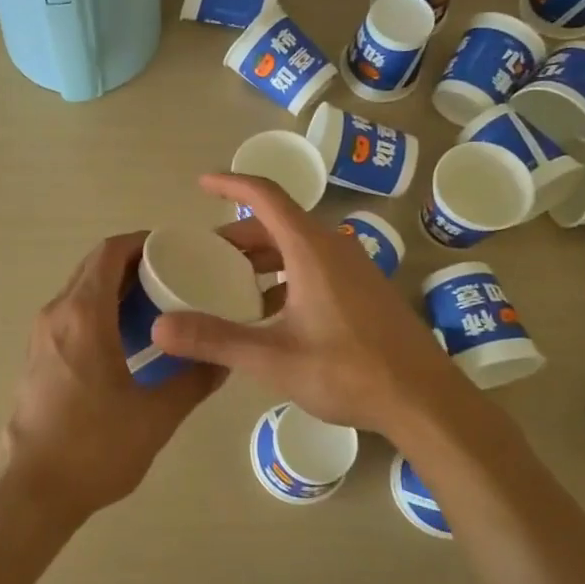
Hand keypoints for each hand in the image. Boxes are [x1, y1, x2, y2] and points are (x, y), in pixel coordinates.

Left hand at [0, 232, 224, 526]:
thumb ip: (194, 380)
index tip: (177, 250)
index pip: (110, 253)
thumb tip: (224, 359)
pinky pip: (73, 314)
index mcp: (83, 316)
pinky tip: (131, 339)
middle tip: (178, 276)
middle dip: (135, 264)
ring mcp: (42, 335)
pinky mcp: (38, 356)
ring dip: (118, 289)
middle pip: (95, 267)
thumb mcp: (156, 416)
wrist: (32, 491)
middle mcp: (57, 314)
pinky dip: (102, 310)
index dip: (143, 242)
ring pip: (82, 290)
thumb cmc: (94, 448)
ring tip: (160, 306)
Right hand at [152, 174, 476, 441]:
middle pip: (279, 222)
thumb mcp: (273, 358)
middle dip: (239, 234)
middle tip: (206, 255)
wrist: (424, 400)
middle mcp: (334, 248)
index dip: (231, 183)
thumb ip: (215, 340)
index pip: (265, 196)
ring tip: (231, 284)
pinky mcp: (365, 290)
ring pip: (297, 246)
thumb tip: (159, 328)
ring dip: (262, 257)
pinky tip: (271, 312)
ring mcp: (354, 268)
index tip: (202, 183)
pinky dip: (284, 275)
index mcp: (311, 250)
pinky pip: (315, 266)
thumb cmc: (348, 372)